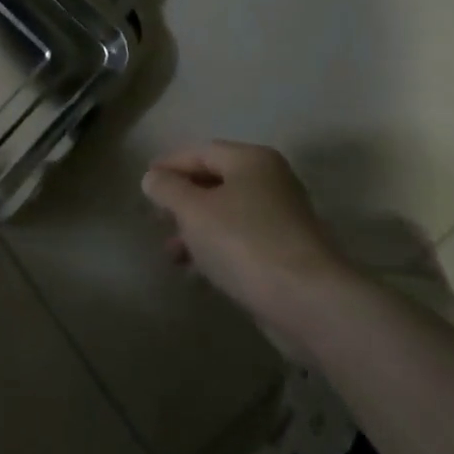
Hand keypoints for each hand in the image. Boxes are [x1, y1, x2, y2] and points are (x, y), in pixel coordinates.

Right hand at [141, 140, 355, 336]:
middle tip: (157, 219)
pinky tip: (198, 273)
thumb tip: (153, 177)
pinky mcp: (287, 253)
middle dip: (182, 201)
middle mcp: (271, 182)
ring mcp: (283, 218)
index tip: (144, 184)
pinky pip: (242, 241)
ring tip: (172, 254)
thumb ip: (167, 188)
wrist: (308, 302)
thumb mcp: (193, 210)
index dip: (169, 165)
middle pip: (215, 182)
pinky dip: (217, 250)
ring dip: (196, 230)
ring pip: (227, 215)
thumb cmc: (243, 242)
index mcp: (251, 160)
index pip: (200, 151)